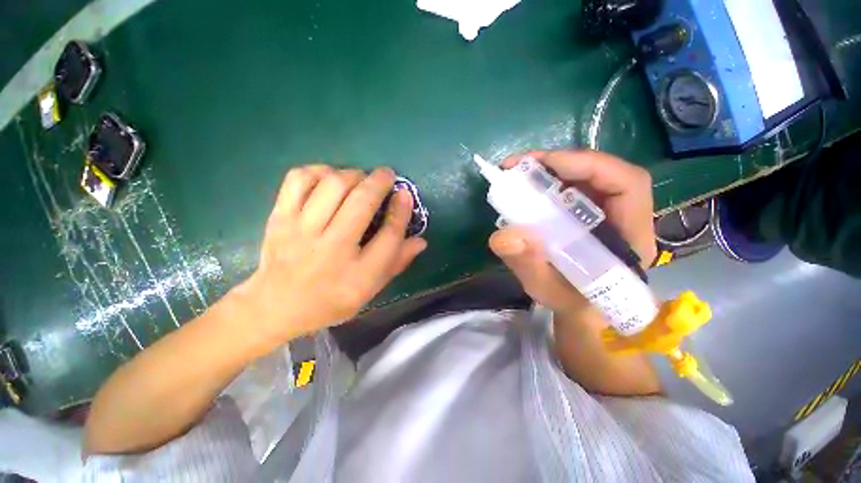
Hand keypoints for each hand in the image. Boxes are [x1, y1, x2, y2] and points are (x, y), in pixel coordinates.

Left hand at [234, 165, 426, 346]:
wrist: (276, 306)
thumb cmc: (331, 300)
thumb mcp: (370, 290)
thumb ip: (397, 263)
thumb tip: (421, 240)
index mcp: (358, 274)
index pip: (389, 235)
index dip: (401, 210)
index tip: (406, 194)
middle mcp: (332, 249)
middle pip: (362, 202)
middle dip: (380, 181)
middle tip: (387, 175)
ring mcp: (301, 230)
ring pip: (333, 185)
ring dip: (353, 174)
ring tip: (360, 178)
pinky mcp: (280, 217)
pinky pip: (300, 179)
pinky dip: (319, 171)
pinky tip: (330, 177)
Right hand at [488, 150, 655, 313]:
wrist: (582, 310)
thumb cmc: (571, 304)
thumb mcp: (546, 289)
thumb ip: (527, 264)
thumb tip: (503, 236)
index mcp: (630, 237)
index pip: (628, 184)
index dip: (589, 165)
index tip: (543, 165)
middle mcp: (625, 217)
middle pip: (603, 172)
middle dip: (560, 162)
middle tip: (518, 166)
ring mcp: (608, 212)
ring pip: (586, 176)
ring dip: (551, 169)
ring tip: (518, 173)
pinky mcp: (590, 213)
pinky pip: (573, 187)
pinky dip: (549, 181)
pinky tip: (528, 188)